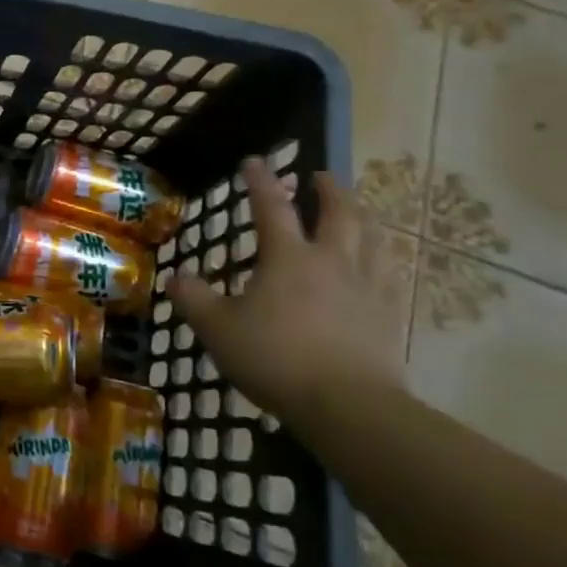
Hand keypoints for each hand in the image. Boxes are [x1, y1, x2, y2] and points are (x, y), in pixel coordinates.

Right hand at [167, 158, 405, 425]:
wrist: (348, 405)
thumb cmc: (276, 359)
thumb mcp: (219, 329)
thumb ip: (194, 299)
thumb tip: (175, 276)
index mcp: (288, 258)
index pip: (271, 207)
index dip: (260, 181)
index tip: (253, 161)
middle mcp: (331, 261)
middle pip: (338, 213)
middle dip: (328, 189)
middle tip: (321, 176)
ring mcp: (366, 286)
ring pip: (372, 237)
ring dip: (362, 215)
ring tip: (358, 208)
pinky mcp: (390, 314)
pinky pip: (391, 273)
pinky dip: (384, 256)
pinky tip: (382, 261)